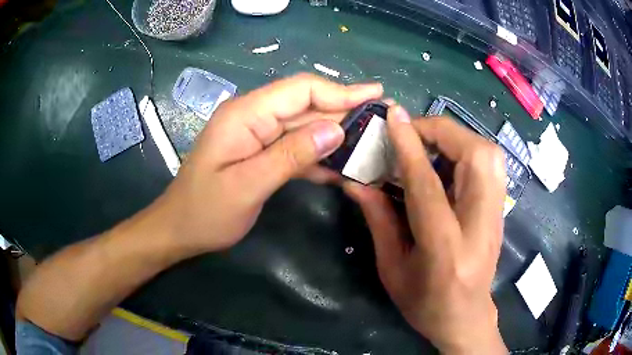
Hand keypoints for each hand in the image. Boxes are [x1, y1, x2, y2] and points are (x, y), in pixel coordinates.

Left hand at [154, 73, 382, 254]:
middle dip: (344, 109)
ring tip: (369, 140)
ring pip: (303, 125)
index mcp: (245, 114)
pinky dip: (317, 154)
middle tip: (381, 116)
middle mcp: (252, 115)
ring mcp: (256, 134)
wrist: (179, 229)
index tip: (375, 94)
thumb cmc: (206, 212)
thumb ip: (290, 155)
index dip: (341, 90)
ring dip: (335, 133)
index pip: (301, 90)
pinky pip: (294, 145)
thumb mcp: (247, 186)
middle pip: (305, 104)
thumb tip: (335, 130)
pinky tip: (340, 166)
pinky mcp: (259, 151)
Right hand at [344, 106, 506, 353]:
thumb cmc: (424, 303)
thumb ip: (378, 219)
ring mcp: (498, 215)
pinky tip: (448, 158)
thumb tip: (356, 181)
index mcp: (445, 248)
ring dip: (456, 137)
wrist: (466, 317)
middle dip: (441, 131)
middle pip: (475, 157)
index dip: (409, 146)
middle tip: (411, 132)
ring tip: (428, 143)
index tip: (393, 116)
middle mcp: (480, 225)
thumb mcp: (392, 268)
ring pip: (488, 153)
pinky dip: (467, 148)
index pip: (428, 184)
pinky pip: (491, 163)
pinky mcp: (502, 210)